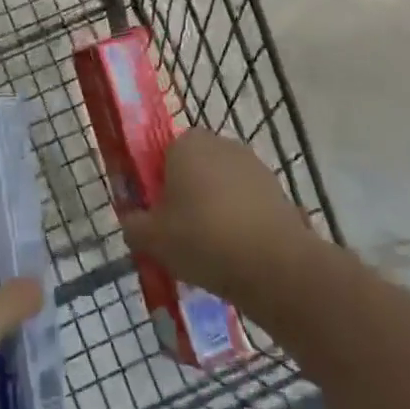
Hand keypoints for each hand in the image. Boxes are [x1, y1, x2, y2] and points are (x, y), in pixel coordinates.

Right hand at [118, 128, 315, 305]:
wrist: (274, 264)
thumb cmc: (202, 239)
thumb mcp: (151, 239)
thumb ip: (133, 225)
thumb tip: (132, 221)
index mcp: (185, 143)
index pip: (163, 153)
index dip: (157, 183)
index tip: (157, 215)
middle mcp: (220, 144)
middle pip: (194, 167)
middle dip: (187, 194)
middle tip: (180, 233)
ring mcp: (253, 165)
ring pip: (222, 186)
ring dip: (215, 208)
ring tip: (210, 250)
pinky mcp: (277, 190)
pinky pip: (247, 203)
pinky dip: (240, 221)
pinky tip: (237, 253)